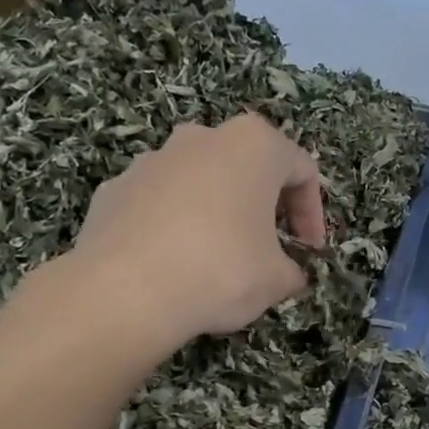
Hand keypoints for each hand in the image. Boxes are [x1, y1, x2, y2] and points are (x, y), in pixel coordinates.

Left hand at [23, 113, 325, 350]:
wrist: (126, 290)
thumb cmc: (221, 271)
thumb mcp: (276, 280)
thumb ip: (292, 271)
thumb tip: (291, 275)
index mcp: (252, 146)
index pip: (302, 170)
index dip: (313, 213)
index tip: (311, 250)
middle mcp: (202, 138)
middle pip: (248, 166)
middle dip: (264, 206)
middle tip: (271, 247)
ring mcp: (152, 159)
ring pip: (200, 181)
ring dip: (218, 212)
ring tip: (220, 258)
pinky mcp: (115, 187)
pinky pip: (160, 202)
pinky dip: (175, 225)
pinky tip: (175, 264)